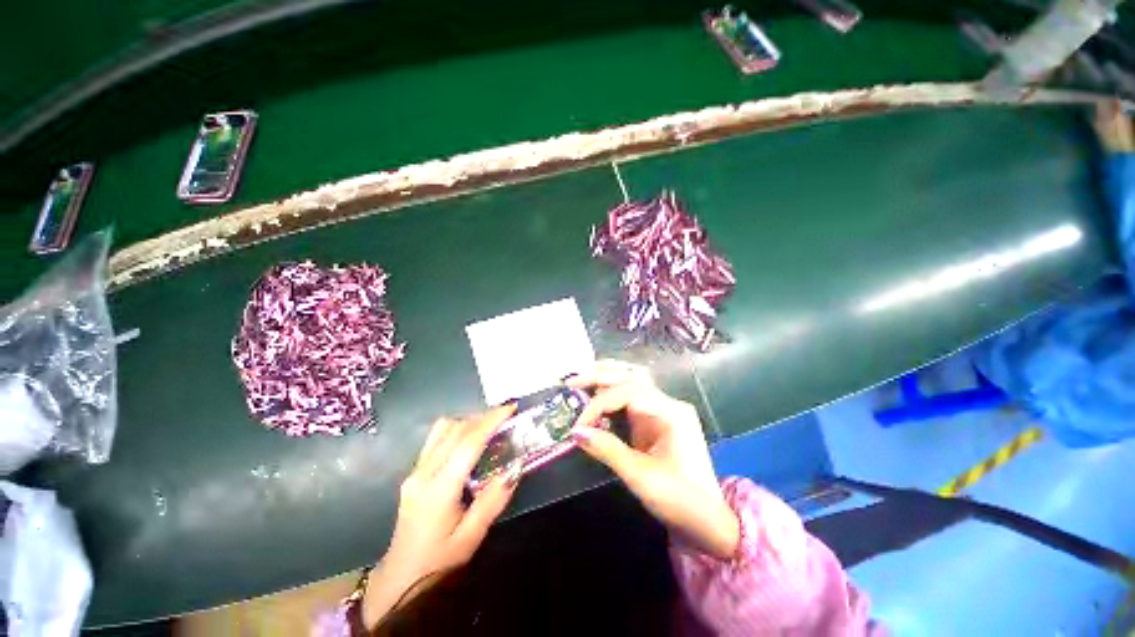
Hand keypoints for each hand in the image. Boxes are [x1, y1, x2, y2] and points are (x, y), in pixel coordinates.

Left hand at [362, 404, 522, 628]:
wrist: (399, 578)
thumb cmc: (438, 562)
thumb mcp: (472, 537)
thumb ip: (494, 500)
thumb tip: (515, 467)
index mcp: (438, 489)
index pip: (467, 443)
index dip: (491, 421)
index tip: (511, 408)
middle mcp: (423, 473)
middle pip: (455, 429)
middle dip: (483, 417)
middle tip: (507, 415)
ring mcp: (415, 470)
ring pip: (443, 429)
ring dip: (469, 421)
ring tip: (491, 426)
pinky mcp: (414, 472)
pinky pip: (437, 438)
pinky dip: (458, 429)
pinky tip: (471, 439)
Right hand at [568, 360, 739, 559]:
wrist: (709, 522)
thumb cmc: (679, 500)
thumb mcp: (641, 477)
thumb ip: (607, 450)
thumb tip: (576, 432)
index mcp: (671, 412)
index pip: (627, 394)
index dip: (598, 405)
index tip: (578, 425)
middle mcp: (668, 403)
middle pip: (631, 376)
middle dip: (599, 376)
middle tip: (571, 382)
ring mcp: (664, 409)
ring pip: (632, 380)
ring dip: (607, 377)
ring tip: (582, 380)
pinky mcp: (657, 419)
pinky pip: (632, 396)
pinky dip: (612, 392)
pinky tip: (597, 395)